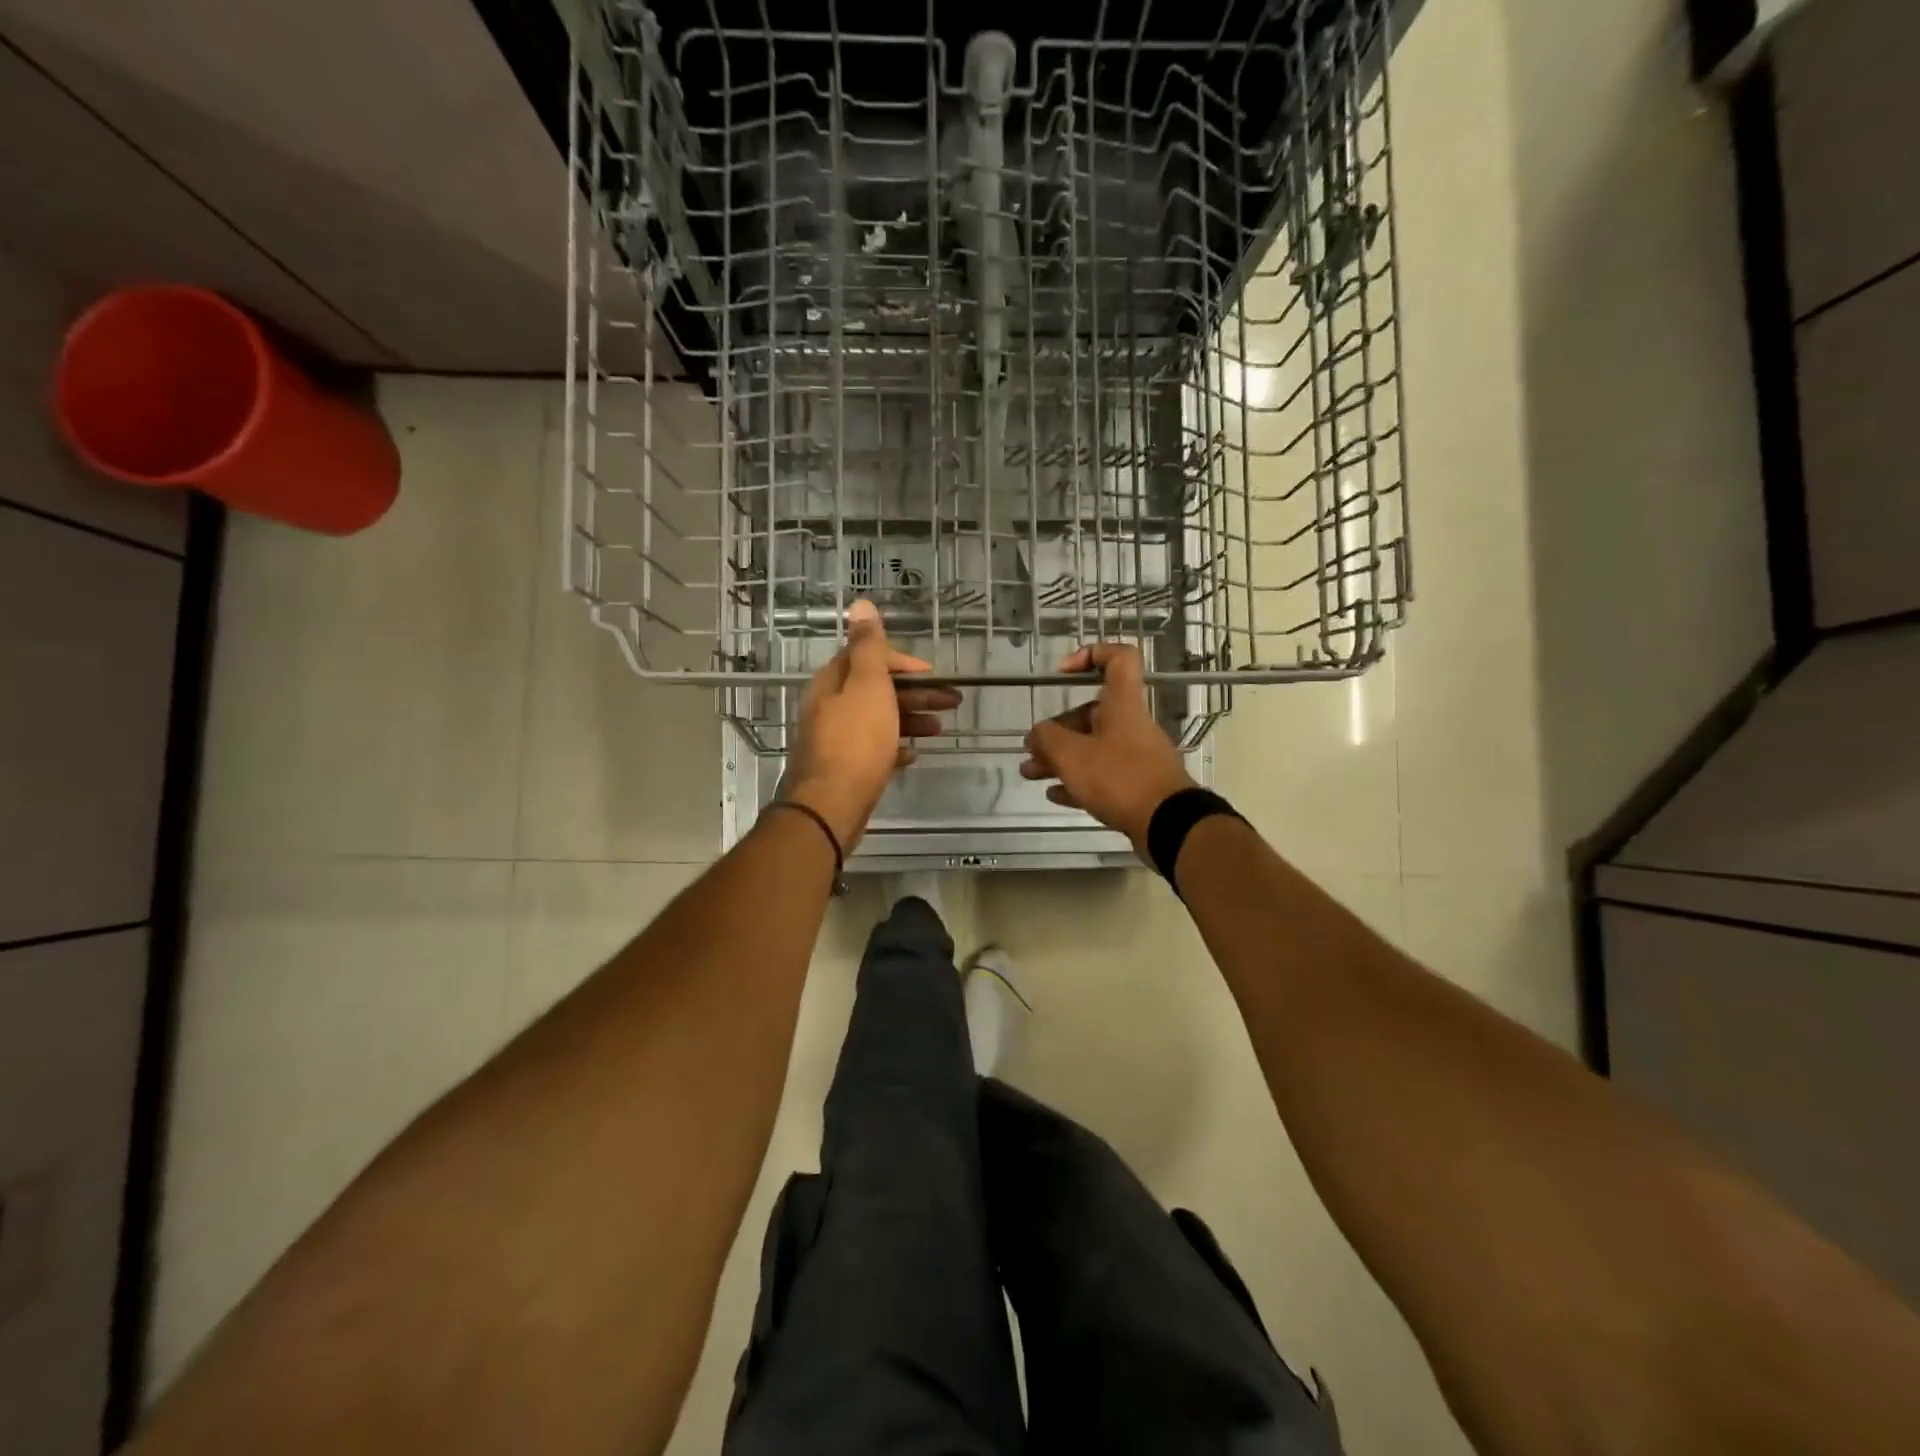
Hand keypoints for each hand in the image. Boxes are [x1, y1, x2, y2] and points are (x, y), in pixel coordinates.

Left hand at [782, 599, 960, 850]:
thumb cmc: (855, 741)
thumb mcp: (867, 685)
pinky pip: (874, 750)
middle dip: (915, 693)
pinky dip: (895, 747)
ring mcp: (836, 739)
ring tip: (939, 728)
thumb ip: (868, 646)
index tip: (932, 675)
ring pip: (878, 720)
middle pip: (876, 690)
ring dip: (910, 719)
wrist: (831, 805)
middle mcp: (829, 707)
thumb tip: (860, 604)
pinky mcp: (844, 768)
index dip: (901, 662)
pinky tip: (914, 754)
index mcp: (832, 683)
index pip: (867, 658)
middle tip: (952, 701)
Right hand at [1020, 643, 1196, 854]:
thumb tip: (1037, 734)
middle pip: (1091, 713)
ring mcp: (1136, 757)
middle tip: (1031, 749)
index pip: (1119, 658)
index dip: (1091, 654)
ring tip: (1031, 773)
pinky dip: (1078, 781)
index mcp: (1122, 704)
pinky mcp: (1137, 786)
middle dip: (1056, 730)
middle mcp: (1131, 725)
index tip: (1062, 672)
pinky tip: (1055, 795)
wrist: (1168, 824)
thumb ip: (1047, 738)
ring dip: (1060, 758)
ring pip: (1092, 748)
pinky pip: (1102, 776)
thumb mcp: (1071, 755)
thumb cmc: (1119, 777)